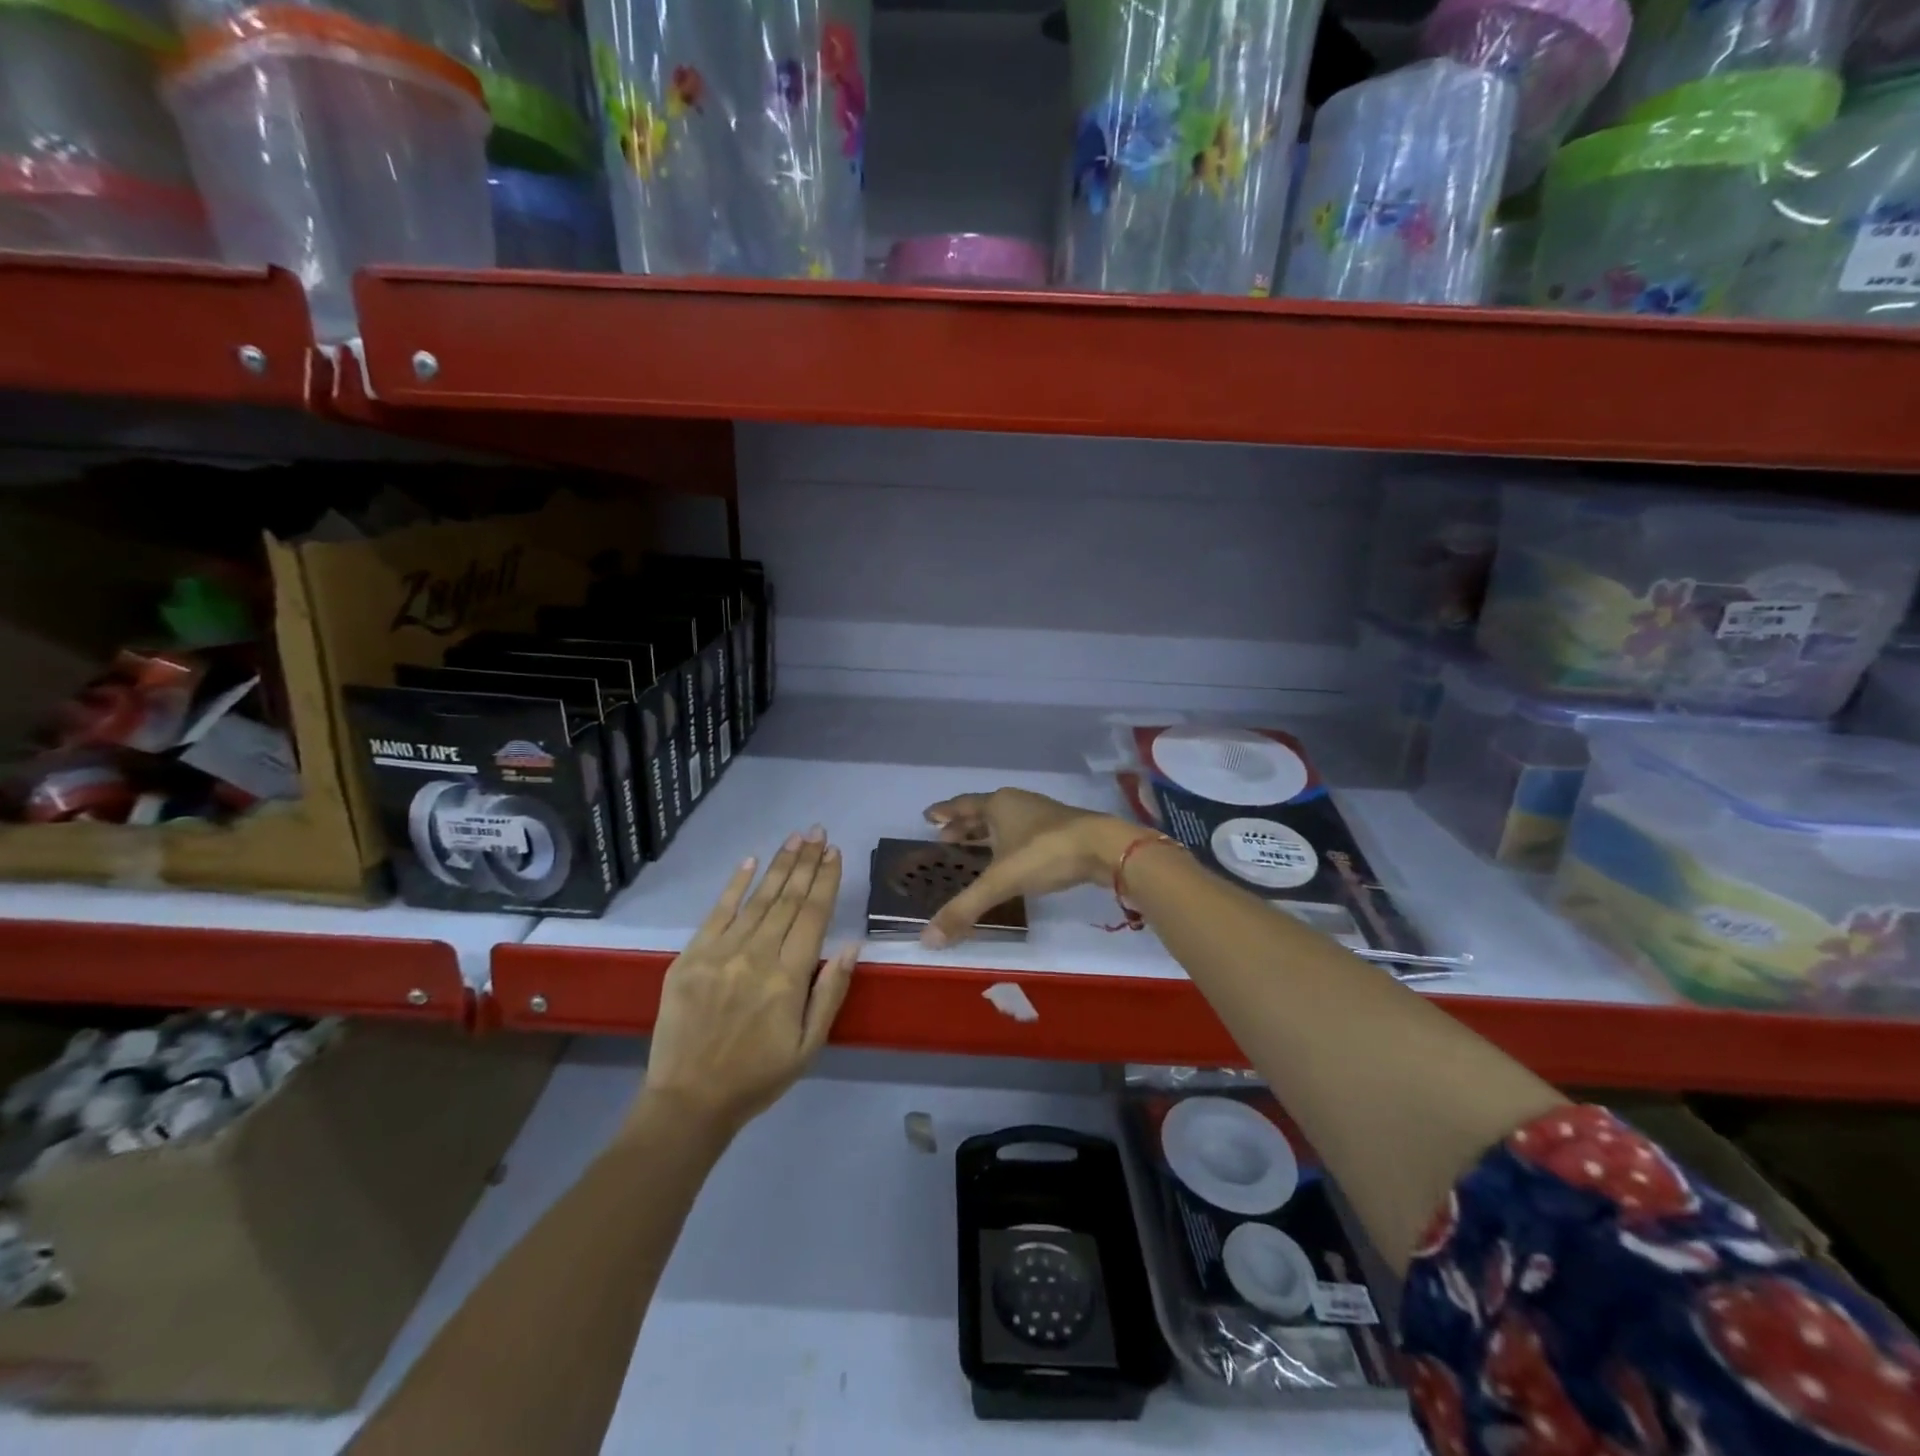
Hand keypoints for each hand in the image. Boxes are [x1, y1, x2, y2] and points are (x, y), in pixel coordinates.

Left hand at [642, 827, 857, 1136]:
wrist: (689, 1101)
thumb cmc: (758, 1076)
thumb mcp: (809, 1045)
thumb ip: (831, 992)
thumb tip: (852, 945)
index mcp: (788, 978)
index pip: (812, 916)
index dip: (825, 880)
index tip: (835, 852)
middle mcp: (755, 956)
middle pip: (787, 899)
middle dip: (805, 862)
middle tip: (818, 832)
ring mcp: (719, 954)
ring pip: (757, 900)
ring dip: (778, 865)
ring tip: (795, 838)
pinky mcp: (689, 957)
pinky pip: (716, 913)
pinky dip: (734, 885)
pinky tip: (750, 861)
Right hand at [919, 789, 1140, 947]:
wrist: (1104, 847)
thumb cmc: (1045, 853)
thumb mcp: (1001, 881)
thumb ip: (965, 908)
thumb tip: (927, 940)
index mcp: (998, 805)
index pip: (962, 805)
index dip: (944, 812)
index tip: (928, 816)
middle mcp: (1017, 804)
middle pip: (983, 813)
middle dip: (963, 826)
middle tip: (945, 838)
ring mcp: (1041, 816)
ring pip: (1005, 822)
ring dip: (987, 834)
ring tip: (973, 849)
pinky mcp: (1061, 831)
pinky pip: (1023, 834)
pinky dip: (1008, 844)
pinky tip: (1010, 860)